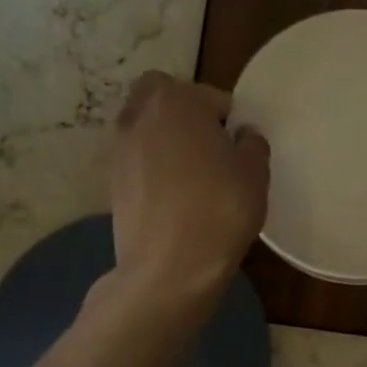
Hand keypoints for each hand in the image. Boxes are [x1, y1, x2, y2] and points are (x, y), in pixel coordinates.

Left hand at [109, 72, 268, 303]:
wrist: (169, 267)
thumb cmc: (220, 209)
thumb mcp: (255, 172)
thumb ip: (252, 143)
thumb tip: (241, 135)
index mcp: (177, 99)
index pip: (213, 98)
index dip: (230, 122)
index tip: (239, 149)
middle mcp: (140, 114)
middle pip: (165, 99)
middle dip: (186, 115)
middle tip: (211, 149)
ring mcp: (119, 148)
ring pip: (146, 128)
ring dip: (166, 141)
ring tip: (192, 176)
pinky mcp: (111, 181)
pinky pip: (138, 160)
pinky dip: (153, 169)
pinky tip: (173, 198)